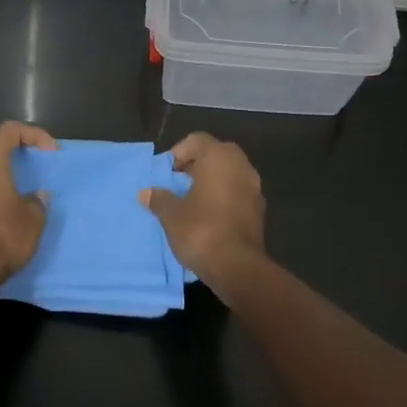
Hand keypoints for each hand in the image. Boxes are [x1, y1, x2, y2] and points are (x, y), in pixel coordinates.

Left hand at [0, 121, 56, 291]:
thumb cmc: (3, 237)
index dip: (33, 134)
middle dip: (8, 150)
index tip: (50, 153)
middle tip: (26, 165)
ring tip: (14, 188)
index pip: (9, 131)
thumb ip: (37, 202)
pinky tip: (0, 207)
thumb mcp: (33, 220)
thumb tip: (37, 195)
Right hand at [141, 132, 264, 281]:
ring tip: (189, 204)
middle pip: (215, 155)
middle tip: (176, 186)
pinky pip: (236, 195)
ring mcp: (254, 189)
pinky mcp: (259, 211)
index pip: (197, 140)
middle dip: (194, 168)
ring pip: (228, 176)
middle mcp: (242, 166)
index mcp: (220, 157)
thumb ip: (159, 198)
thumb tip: (147, 193)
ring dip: (209, 184)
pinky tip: (206, 218)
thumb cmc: (200, 230)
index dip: (178, 153)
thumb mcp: (171, 214)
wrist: (237, 266)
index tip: (166, 174)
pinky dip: (221, 200)